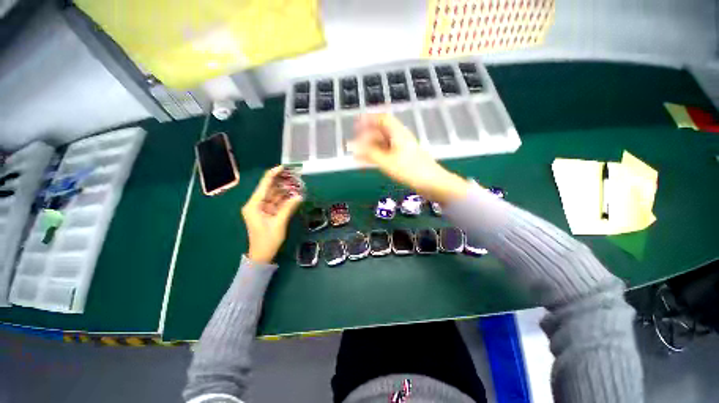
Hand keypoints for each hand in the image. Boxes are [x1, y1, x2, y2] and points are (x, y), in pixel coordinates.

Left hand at [241, 166, 302, 263]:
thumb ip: (289, 208)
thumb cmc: (267, 240)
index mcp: (254, 205)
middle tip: (294, 175)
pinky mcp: (267, 213)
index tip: (283, 167)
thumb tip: (299, 195)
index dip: (273, 175)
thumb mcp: (279, 223)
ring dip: (284, 190)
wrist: (262, 255)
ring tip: (297, 183)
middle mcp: (256, 204)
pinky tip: (294, 195)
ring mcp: (262, 209)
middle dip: (281, 182)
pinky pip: (276, 202)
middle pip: (269, 188)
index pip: (264, 185)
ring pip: (274, 195)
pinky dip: (285, 199)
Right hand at [351, 114, 470, 203]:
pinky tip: (368, 162)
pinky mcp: (403, 159)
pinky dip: (376, 156)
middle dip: (367, 137)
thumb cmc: (409, 170)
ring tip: (358, 155)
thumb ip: (369, 153)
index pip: (382, 119)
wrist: (432, 183)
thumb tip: (353, 146)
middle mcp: (400, 138)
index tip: (355, 124)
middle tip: (354, 145)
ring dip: (370, 148)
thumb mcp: (387, 162)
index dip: (368, 119)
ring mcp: (402, 149)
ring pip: (383, 144)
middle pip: (381, 132)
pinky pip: (386, 153)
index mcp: (398, 133)